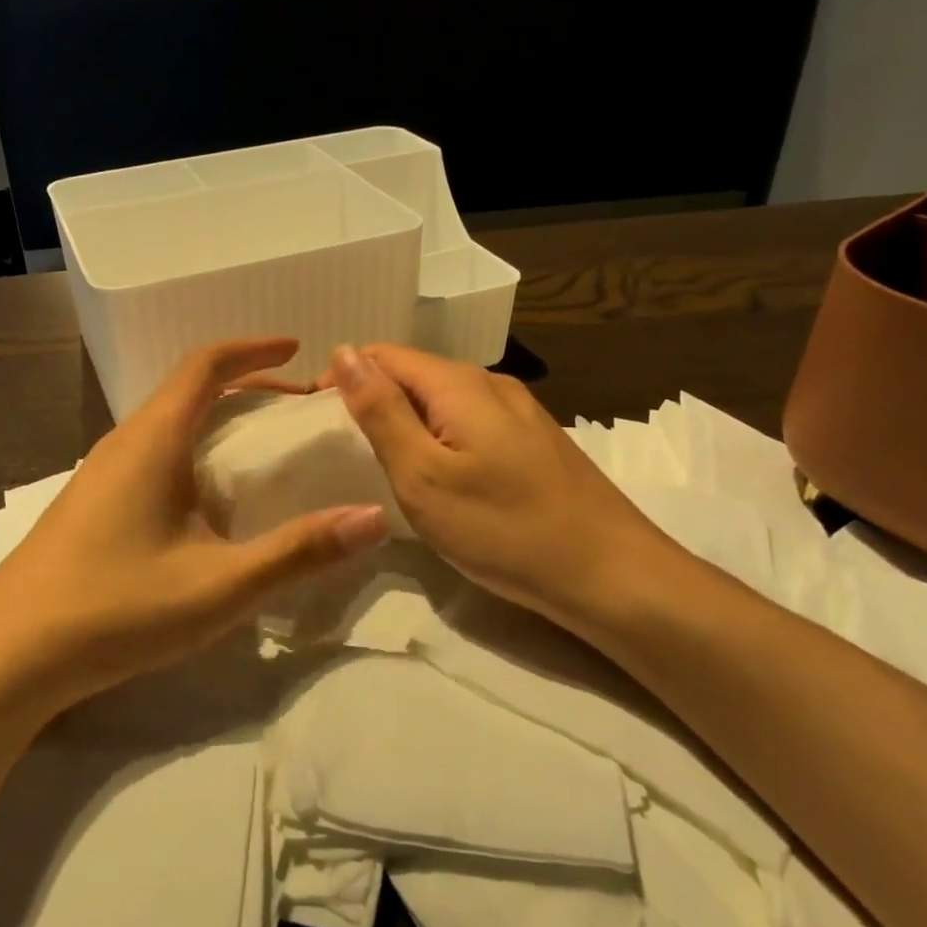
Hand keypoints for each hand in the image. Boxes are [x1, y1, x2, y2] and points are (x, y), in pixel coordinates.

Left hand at [0, 339, 390, 712]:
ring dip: (215, 419)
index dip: (253, 349)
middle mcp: (123, 443)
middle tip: (294, 408)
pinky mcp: (90, 503)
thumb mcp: (220, 585)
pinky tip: (206, 499)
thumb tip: (373, 517)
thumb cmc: (117, 608)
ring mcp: (99, 473)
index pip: (205, 365)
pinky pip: (151, 453)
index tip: (297, 350)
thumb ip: (299, 552)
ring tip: (259, 449)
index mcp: (154, 439)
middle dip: (244, 386)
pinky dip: (191, 449)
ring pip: (167, 423)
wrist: (9, 656)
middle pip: (188, 389)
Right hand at [328, 344, 686, 631]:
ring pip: (442, 398)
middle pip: (414, 372)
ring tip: (382, 462)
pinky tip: (437, 473)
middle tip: (343, 448)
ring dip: (405, 418)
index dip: (342, 376)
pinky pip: (468, 420)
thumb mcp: (423, 475)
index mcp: (458, 384)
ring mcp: (518, 411)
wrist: (611, 575)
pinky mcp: (533, 440)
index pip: (383, 354)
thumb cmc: (504, 529)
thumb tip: (344, 352)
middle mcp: (490, 383)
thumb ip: (381, 411)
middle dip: (372, 397)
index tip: (315, 419)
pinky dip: (438, 436)